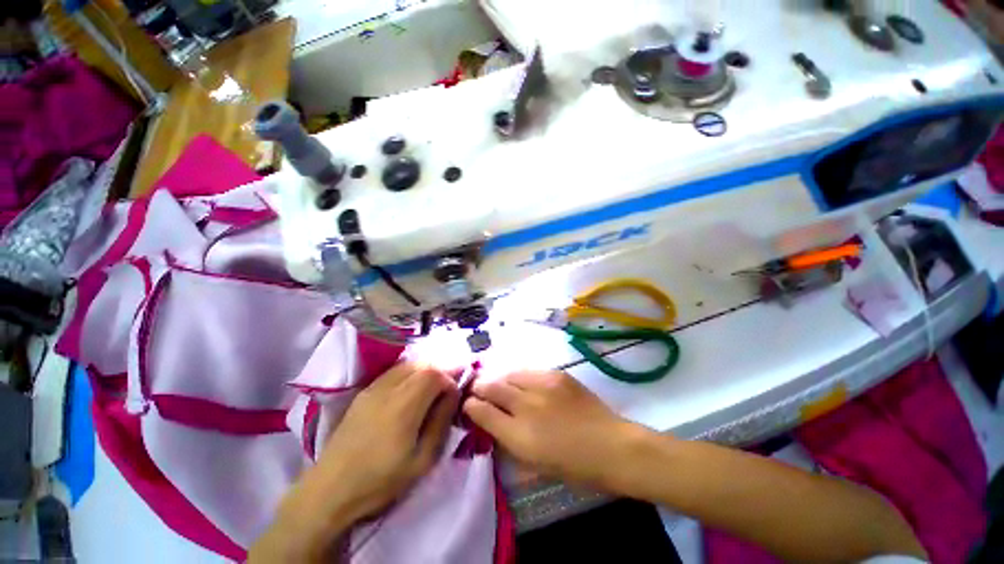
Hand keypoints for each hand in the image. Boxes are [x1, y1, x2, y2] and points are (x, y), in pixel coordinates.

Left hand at [252, 363, 458, 561]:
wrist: (330, 490)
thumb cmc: (381, 481)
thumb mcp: (422, 460)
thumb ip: (441, 421)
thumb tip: (453, 394)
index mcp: (404, 406)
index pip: (435, 374)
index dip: (450, 379)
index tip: (455, 394)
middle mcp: (389, 389)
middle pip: (422, 365)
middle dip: (439, 372)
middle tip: (446, 389)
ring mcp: (373, 388)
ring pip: (407, 365)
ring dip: (424, 371)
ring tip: (431, 389)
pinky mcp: (364, 392)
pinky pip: (393, 372)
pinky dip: (409, 374)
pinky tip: (410, 391)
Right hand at [463, 370, 648, 489]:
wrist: (612, 446)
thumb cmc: (575, 467)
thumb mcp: (535, 465)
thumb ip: (508, 442)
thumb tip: (490, 424)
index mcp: (519, 435)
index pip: (481, 411)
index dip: (470, 406)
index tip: (467, 405)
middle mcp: (527, 405)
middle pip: (491, 386)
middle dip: (478, 387)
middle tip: (476, 390)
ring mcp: (542, 385)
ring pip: (508, 374)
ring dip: (499, 380)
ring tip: (499, 385)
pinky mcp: (556, 374)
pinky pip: (528, 371)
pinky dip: (519, 378)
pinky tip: (522, 384)